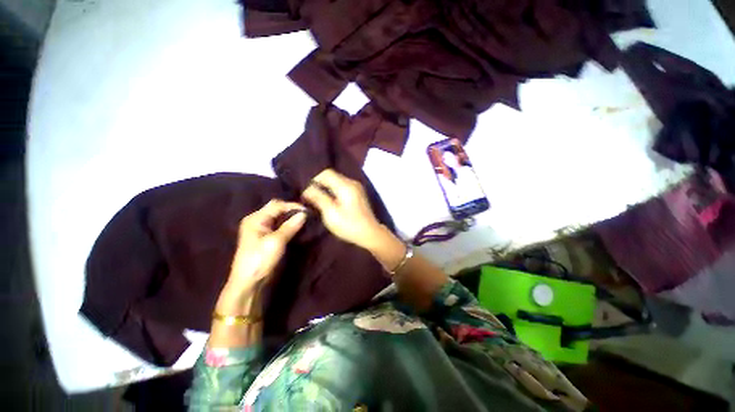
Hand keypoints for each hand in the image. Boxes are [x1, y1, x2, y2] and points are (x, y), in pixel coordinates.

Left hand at [227, 199, 306, 290]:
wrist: (249, 282)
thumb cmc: (260, 260)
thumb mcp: (276, 241)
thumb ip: (290, 226)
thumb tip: (304, 214)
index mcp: (256, 219)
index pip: (277, 205)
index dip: (293, 206)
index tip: (308, 211)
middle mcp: (257, 221)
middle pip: (277, 209)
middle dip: (292, 211)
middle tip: (307, 214)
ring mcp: (261, 229)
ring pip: (279, 218)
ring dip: (291, 218)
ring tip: (305, 220)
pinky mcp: (266, 237)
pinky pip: (279, 226)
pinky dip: (288, 225)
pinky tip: (298, 227)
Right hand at [302, 169, 383, 249]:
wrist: (370, 234)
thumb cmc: (349, 225)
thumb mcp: (331, 213)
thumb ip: (318, 198)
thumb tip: (307, 189)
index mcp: (346, 185)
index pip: (326, 173)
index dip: (314, 180)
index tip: (308, 193)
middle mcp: (352, 182)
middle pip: (332, 176)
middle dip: (320, 185)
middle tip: (312, 197)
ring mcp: (357, 188)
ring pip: (337, 182)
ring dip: (327, 188)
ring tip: (320, 200)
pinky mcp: (358, 194)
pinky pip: (342, 187)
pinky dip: (334, 191)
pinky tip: (331, 202)